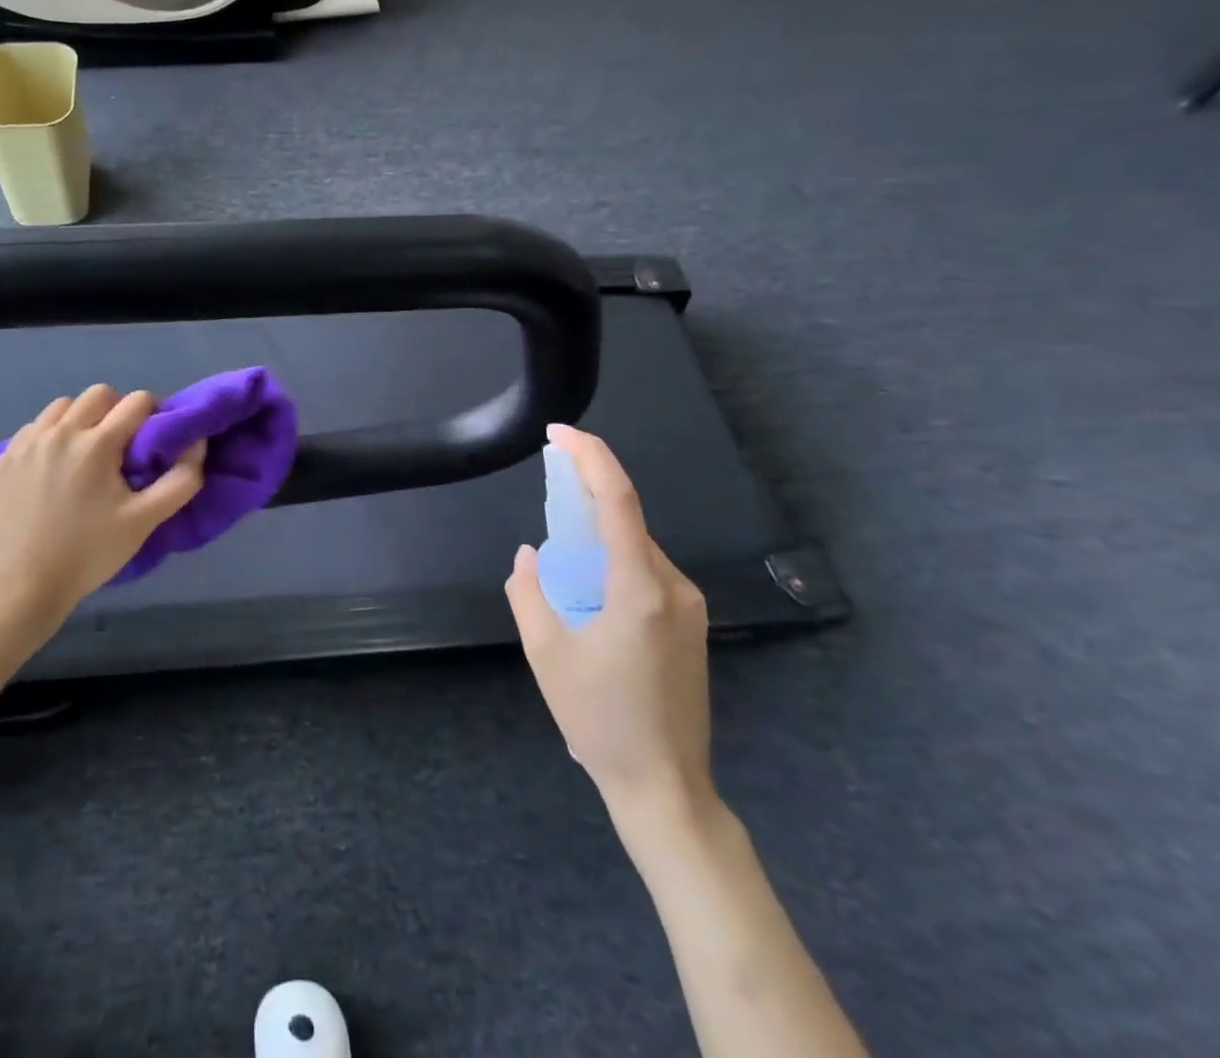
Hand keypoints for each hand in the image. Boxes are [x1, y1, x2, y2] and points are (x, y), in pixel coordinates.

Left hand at [0, 385, 206, 623]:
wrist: (21, 587)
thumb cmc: (88, 554)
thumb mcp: (145, 521)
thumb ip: (180, 480)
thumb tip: (197, 444)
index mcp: (96, 444)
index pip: (137, 401)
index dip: (152, 416)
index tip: (151, 442)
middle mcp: (60, 432)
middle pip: (99, 394)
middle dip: (117, 411)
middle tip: (121, 447)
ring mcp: (27, 443)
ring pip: (63, 406)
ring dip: (82, 419)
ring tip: (85, 454)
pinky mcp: (5, 457)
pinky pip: (36, 426)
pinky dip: (52, 434)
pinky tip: (55, 466)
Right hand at [505, 425, 716, 843]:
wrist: (665, 787)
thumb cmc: (600, 720)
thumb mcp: (545, 653)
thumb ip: (528, 592)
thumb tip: (530, 555)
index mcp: (639, 588)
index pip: (618, 500)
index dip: (590, 456)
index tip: (560, 432)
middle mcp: (674, 587)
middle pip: (628, 520)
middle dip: (588, 493)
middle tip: (549, 487)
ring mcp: (689, 607)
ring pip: (637, 547)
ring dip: (599, 533)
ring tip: (562, 550)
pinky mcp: (691, 625)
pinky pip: (648, 572)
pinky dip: (614, 560)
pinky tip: (589, 586)